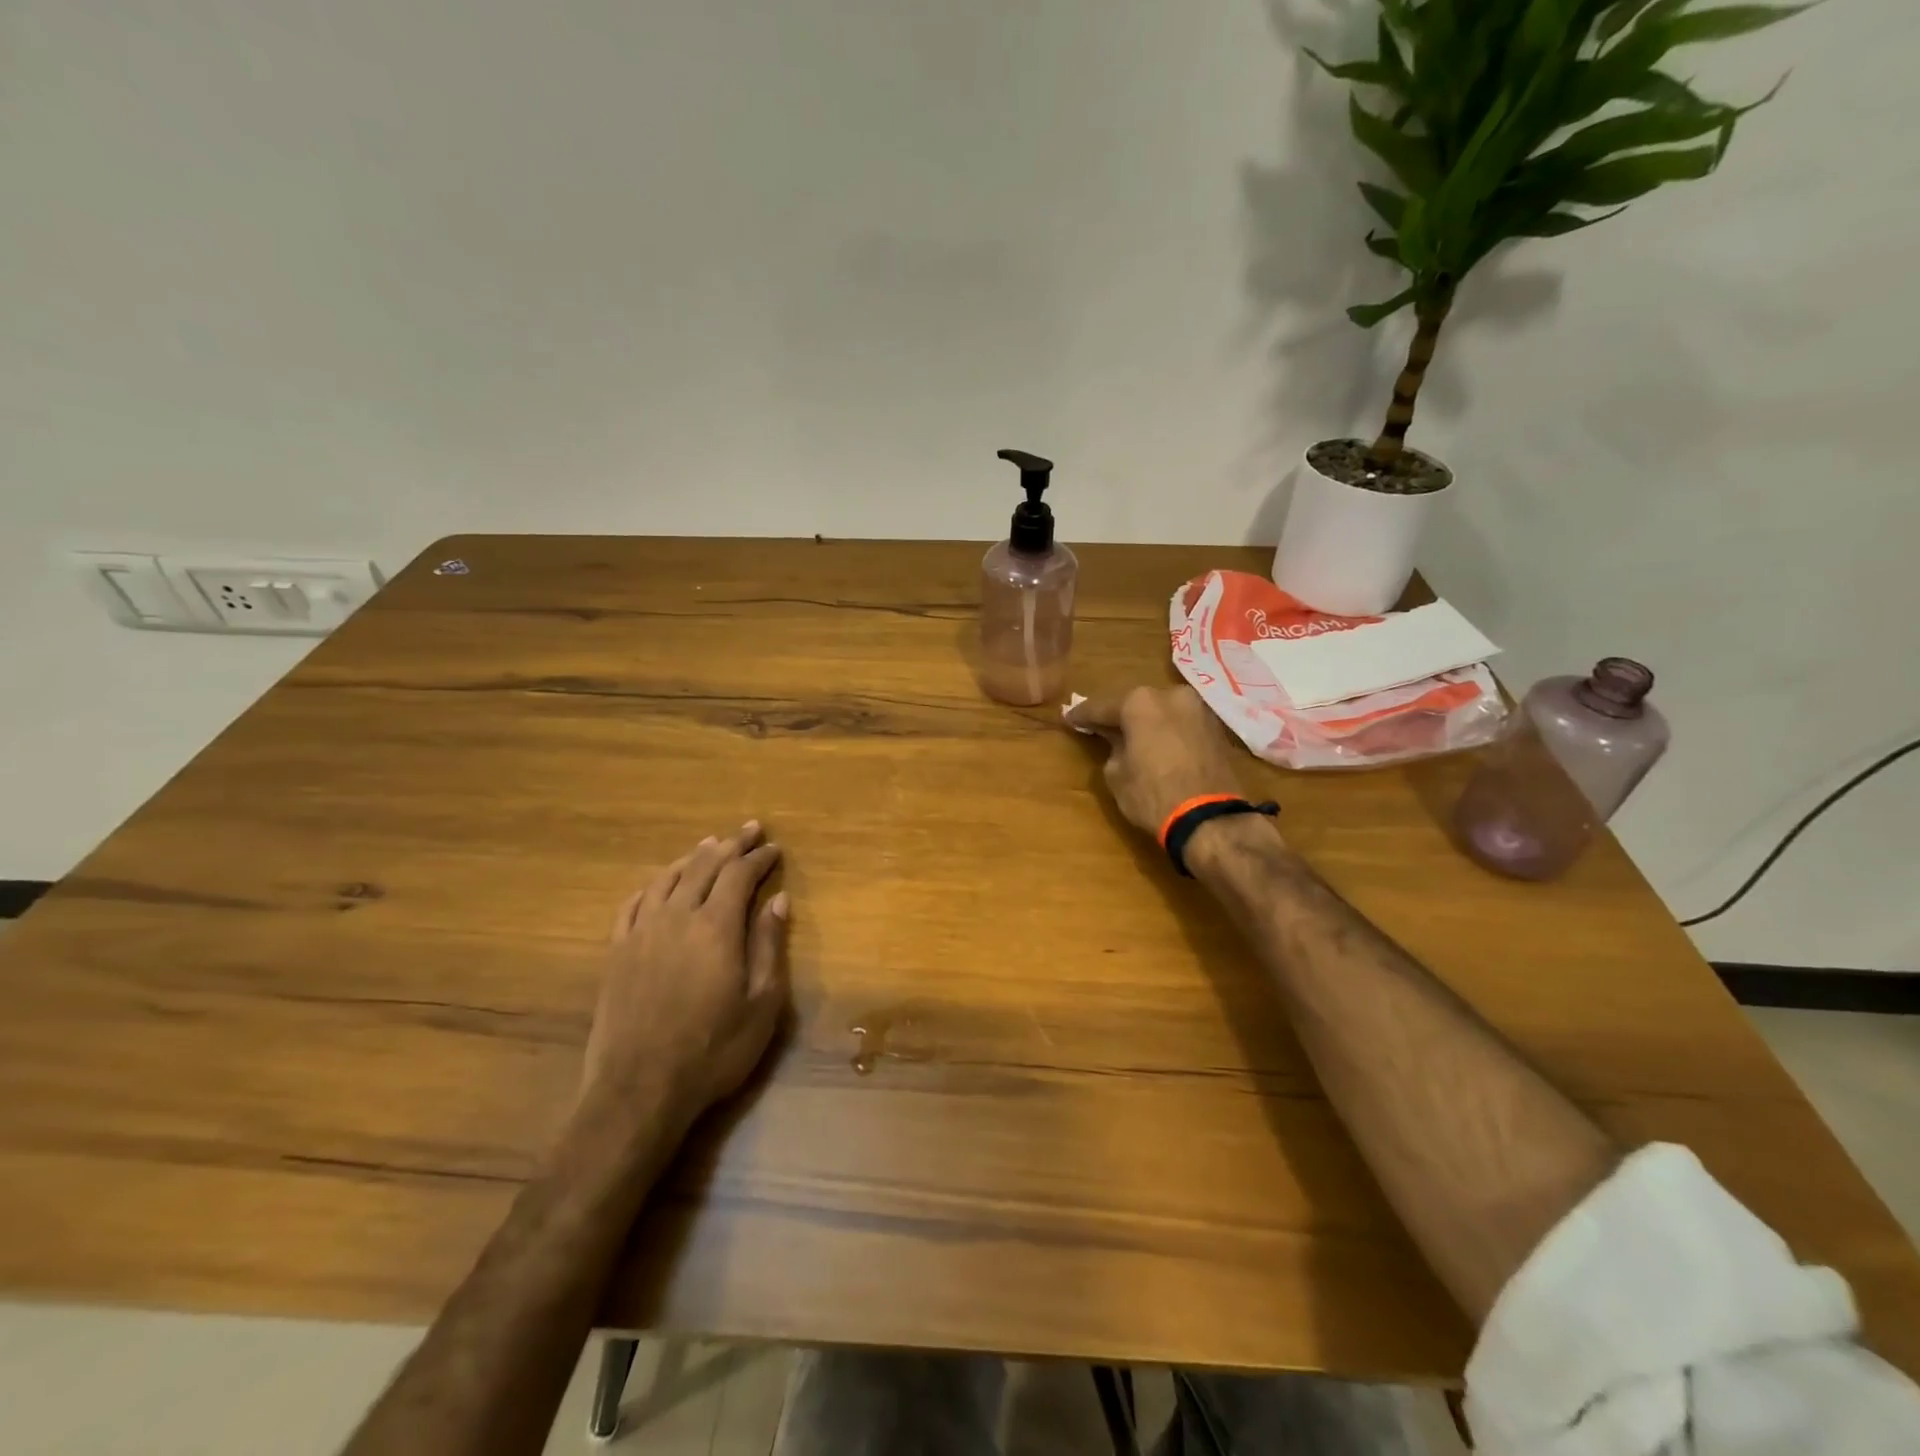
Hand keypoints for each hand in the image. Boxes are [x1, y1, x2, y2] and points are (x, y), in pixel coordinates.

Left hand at [581, 822, 789, 1136]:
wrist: (639, 1090)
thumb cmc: (713, 1050)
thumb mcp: (761, 1004)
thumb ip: (769, 946)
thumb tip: (778, 900)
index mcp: (715, 927)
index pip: (739, 875)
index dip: (758, 857)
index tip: (774, 847)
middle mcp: (677, 917)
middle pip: (704, 866)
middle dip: (730, 845)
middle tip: (748, 829)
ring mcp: (641, 933)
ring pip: (668, 878)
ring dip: (692, 857)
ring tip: (709, 845)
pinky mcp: (616, 952)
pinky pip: (633, 903)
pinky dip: (652, 884)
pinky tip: (660, 882)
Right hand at [1066, 686, 1267, 840]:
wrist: (1210, 818)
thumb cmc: (1152, 795)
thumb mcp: (1116, 774)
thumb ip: (1112, 748)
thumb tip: (1118, 741)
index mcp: (1140, 702)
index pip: (1101, 707)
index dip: (1082, 715)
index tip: (1069, 718)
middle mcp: (1170, 695)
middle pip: (1136, 704)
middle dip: (1119, 716)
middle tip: (1101, 727)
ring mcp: (1198, 709)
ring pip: (1162, 711)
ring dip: (1146, 723)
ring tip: (1132, 737)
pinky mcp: (1216, 728)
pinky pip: (1181, 724)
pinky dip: (1168, 732)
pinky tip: (1158, 745)